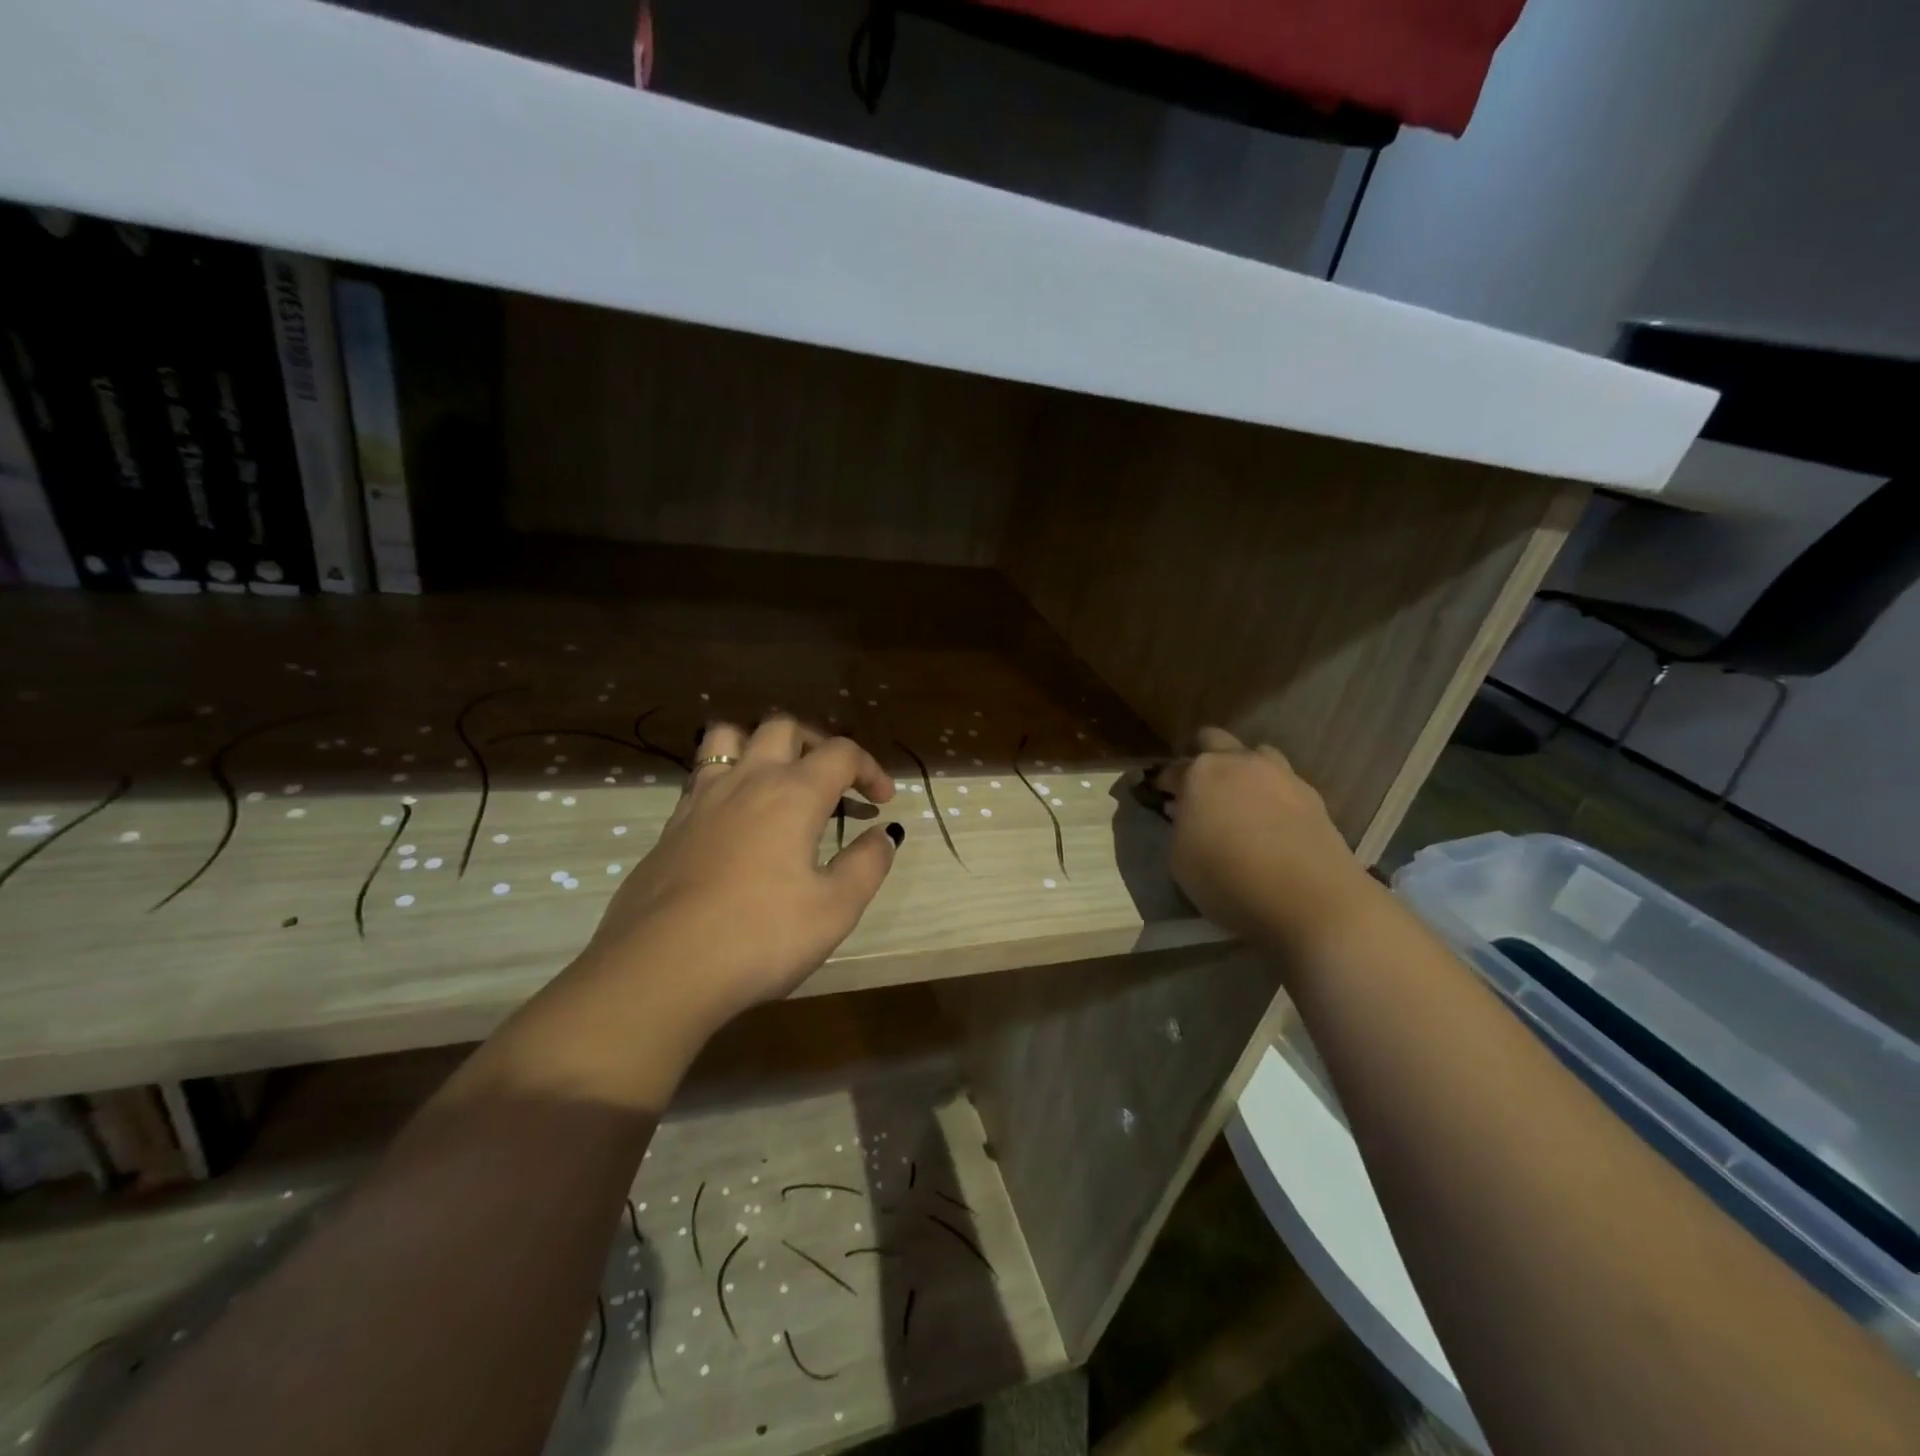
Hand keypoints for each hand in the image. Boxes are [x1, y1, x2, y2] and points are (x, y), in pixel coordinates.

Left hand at [579, 716, 899, 1027]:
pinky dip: (727, 779)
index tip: (882, 801)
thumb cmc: (761, 936)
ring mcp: (701, 800)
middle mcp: (746, 781)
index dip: (870, 768)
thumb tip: (883, 835)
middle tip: (832, 782)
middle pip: (783, 727)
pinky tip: (736, 821)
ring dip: (759, 745)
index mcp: (793, 794)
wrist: (661, 969)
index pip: (841, 753)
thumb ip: (867, 864)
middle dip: (817, 743)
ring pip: (727, 737)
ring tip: (776, 780)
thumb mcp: (835, 909)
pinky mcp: (671, 826)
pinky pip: (701, 776)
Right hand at [1157, 727, 1376, 951]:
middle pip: (1214, 740)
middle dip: (1203, 758)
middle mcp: (1241, 763)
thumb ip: (1180, 828)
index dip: (1164, 784)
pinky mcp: (1313, 796)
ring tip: (1241, 803)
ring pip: (1257, 755)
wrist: (1310, 900)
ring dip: (1244, 771)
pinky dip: (1272, 796)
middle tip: (1199, 790)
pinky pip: (1284, 784)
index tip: (1162, 799)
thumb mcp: (1180, 860)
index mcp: (1201, 773)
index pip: (1172, 769)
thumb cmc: (1228, 879)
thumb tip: (1187, 813)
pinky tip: (1272, 824)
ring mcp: (1282, 775)